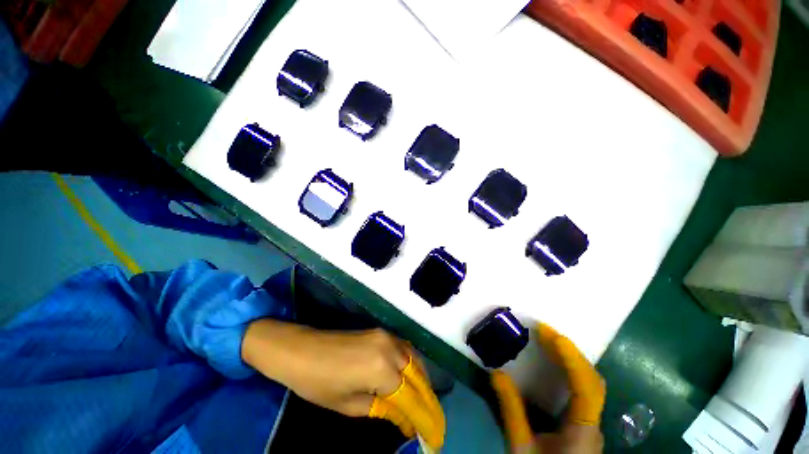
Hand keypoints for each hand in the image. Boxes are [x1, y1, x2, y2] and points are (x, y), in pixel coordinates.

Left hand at [241, 320, 444, 449]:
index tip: (430, 432)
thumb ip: (380, 409)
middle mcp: (390, 348)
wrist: (303, 350)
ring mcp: (386, 336)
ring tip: (422, 397)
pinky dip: (410, 362)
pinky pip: (403, 347)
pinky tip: (408, 374)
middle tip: (428, 415)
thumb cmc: (319, 383)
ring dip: (420, 377)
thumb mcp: (349, 405)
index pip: (410, 396)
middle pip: (417, 374)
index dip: (421, 415)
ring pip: (413, 357)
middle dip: (425, 396)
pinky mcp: (381, 331)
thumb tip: (401, 416)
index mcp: (382, 370)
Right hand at [491, 323, 605, 453]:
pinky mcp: (583, 422)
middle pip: (593, 380)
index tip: (552, 335)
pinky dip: (569, 369)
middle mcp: (592, 423)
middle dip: (570, 352)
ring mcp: (590, 422)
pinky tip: (554, 363)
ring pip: (590, 383)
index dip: (572, 359)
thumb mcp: (521, 446)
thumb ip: (511, 410)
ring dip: (571, 358)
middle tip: (544, 332)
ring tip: (546, 340)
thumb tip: (496, 373)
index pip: (586, 387)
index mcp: (582, 430)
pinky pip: (582, 389)